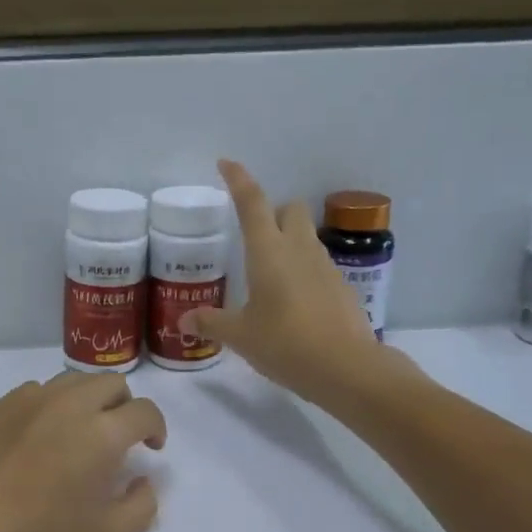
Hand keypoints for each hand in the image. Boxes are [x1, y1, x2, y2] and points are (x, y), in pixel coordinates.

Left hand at [0, 372, 166, 531]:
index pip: (145, 411)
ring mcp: (30, 398)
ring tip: (79, 430)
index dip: (156, 427)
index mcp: (102, 432)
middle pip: (111, 382)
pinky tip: (39, 435)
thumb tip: (144, 479)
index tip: (151, 447)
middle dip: (125, 405)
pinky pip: (37, 390)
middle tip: (118, 437)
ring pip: (73, 380)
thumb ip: (142, 505)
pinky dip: (51, 404)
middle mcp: (70, 403)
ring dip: (89, 399)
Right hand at [183, 159, 388, 403]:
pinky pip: (318, 266)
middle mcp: (299, 249)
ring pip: (307, 237)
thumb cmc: (285, 343)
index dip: (238, 180)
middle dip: (273, 213)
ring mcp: (325, 267)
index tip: (227, 163)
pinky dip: (304, 273)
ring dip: (289, 243)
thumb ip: (211, 323)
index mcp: (269, 251)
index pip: (252, 202)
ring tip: (270, 277)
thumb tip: (185, 319)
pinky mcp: (342, 287)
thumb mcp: (240, 336)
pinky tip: (294, 304)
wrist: (346, 368)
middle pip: (290, 209)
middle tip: (254, 239)